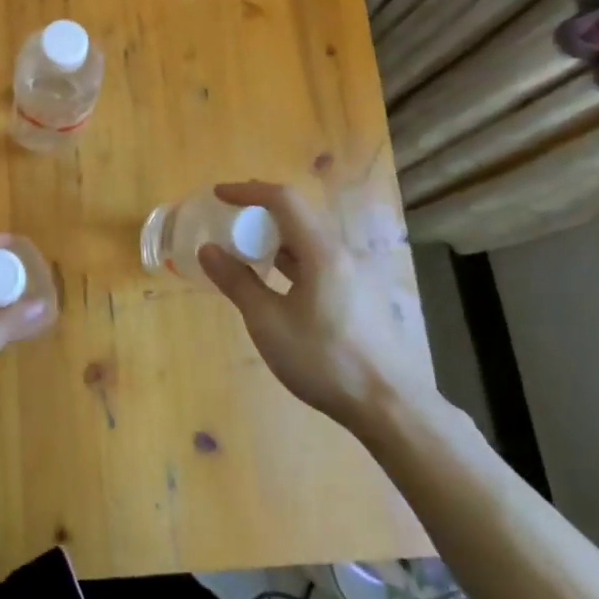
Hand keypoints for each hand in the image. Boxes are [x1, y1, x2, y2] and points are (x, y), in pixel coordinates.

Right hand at [197, 181, 422, 429]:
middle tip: (228, 219)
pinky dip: (291, 258)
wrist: (390, 406)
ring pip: (310, 241)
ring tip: (246, 249)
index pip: (284, 200)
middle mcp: (342, 255)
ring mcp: (355, 276)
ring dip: (276, 237)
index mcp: (322, 252)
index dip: (248, 191)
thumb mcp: (268, 322)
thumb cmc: (323, 360)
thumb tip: (208, 250)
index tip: (219, 195)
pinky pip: (319, 261)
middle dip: (260, 211)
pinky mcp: (360, 297)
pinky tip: (277, 283)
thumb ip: (237, 282)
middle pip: (299, 216)